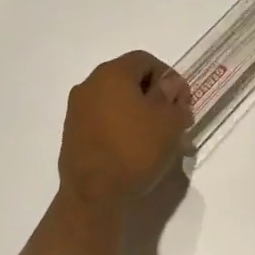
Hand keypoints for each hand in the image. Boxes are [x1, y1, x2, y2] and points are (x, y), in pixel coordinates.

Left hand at [58, 51, 193, 211]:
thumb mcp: (168, 122)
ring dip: (138, 113)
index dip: (170, 78)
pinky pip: (103, 119)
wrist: (93, 194)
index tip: (182, 104)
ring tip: (156, 139)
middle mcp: (89, 84)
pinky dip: (120, 127)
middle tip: (173, 121)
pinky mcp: (71, 132)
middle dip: (154, 97)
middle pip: (129, 79)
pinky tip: (134, 149)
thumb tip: (169, 87)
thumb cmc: (134, 150)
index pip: (146, 60)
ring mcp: (77, 109)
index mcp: (112, 73)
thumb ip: (173, 98)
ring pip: (116, 101)